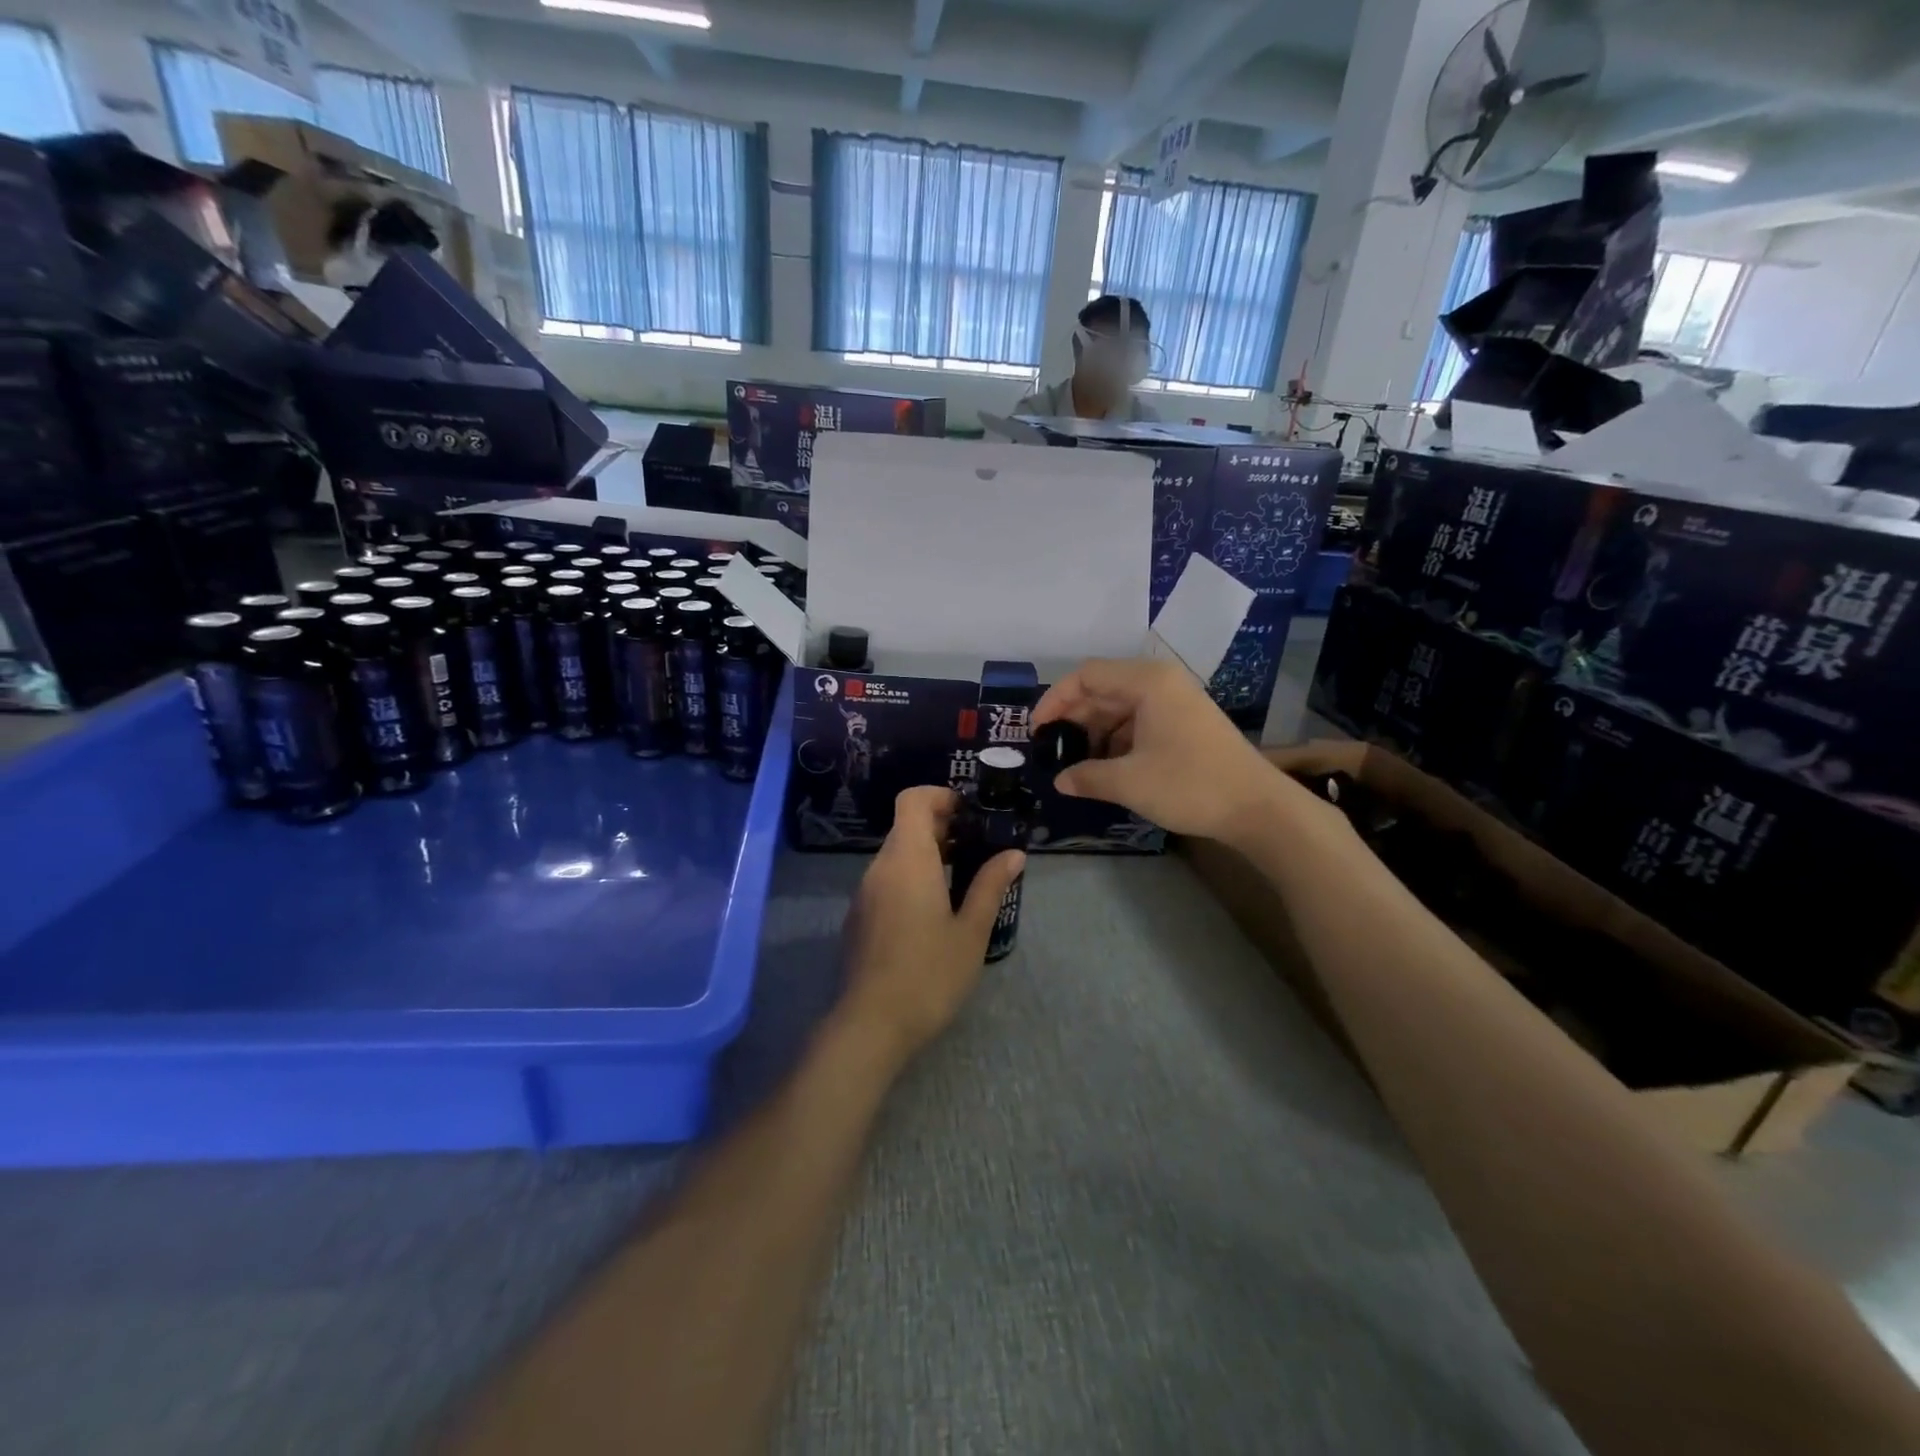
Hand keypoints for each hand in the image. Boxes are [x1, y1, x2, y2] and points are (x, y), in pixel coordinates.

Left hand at [837, 786, 1025, 1064]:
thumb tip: (1013, 854)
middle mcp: (880, 867)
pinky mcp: (859, 918)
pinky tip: (934, 911)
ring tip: (963, 877)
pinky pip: (886, 880)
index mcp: (907, 860)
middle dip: (941, 827)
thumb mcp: (970, 931)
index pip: (912, 800)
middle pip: (905, 826)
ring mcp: (864, 893)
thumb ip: (990, 886)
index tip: (970, 813)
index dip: (940, 796)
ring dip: (927, 854)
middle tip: (978, 846)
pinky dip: (911, 878)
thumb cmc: (929, 974)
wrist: (871, 1025)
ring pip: (895, 855)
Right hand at [1032, 657, 1294, 842]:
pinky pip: (1139, 721)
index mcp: (1147, 682)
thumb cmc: (1189, 785)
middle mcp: (1161, 682)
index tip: (1037, 731)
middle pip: (1103, 689)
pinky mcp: (1185, 722)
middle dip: (1074, 718)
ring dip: (1095, 733)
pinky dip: (1117, 740)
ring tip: (1076, 764)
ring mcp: (1176, 702)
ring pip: (1120, 707)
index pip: (1086, 675)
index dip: (1055, 700)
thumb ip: (1086, 777)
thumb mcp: (1129, 782)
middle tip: (1051, 750)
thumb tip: (1059, 781)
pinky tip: (1106, 768)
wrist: (1257, 807)